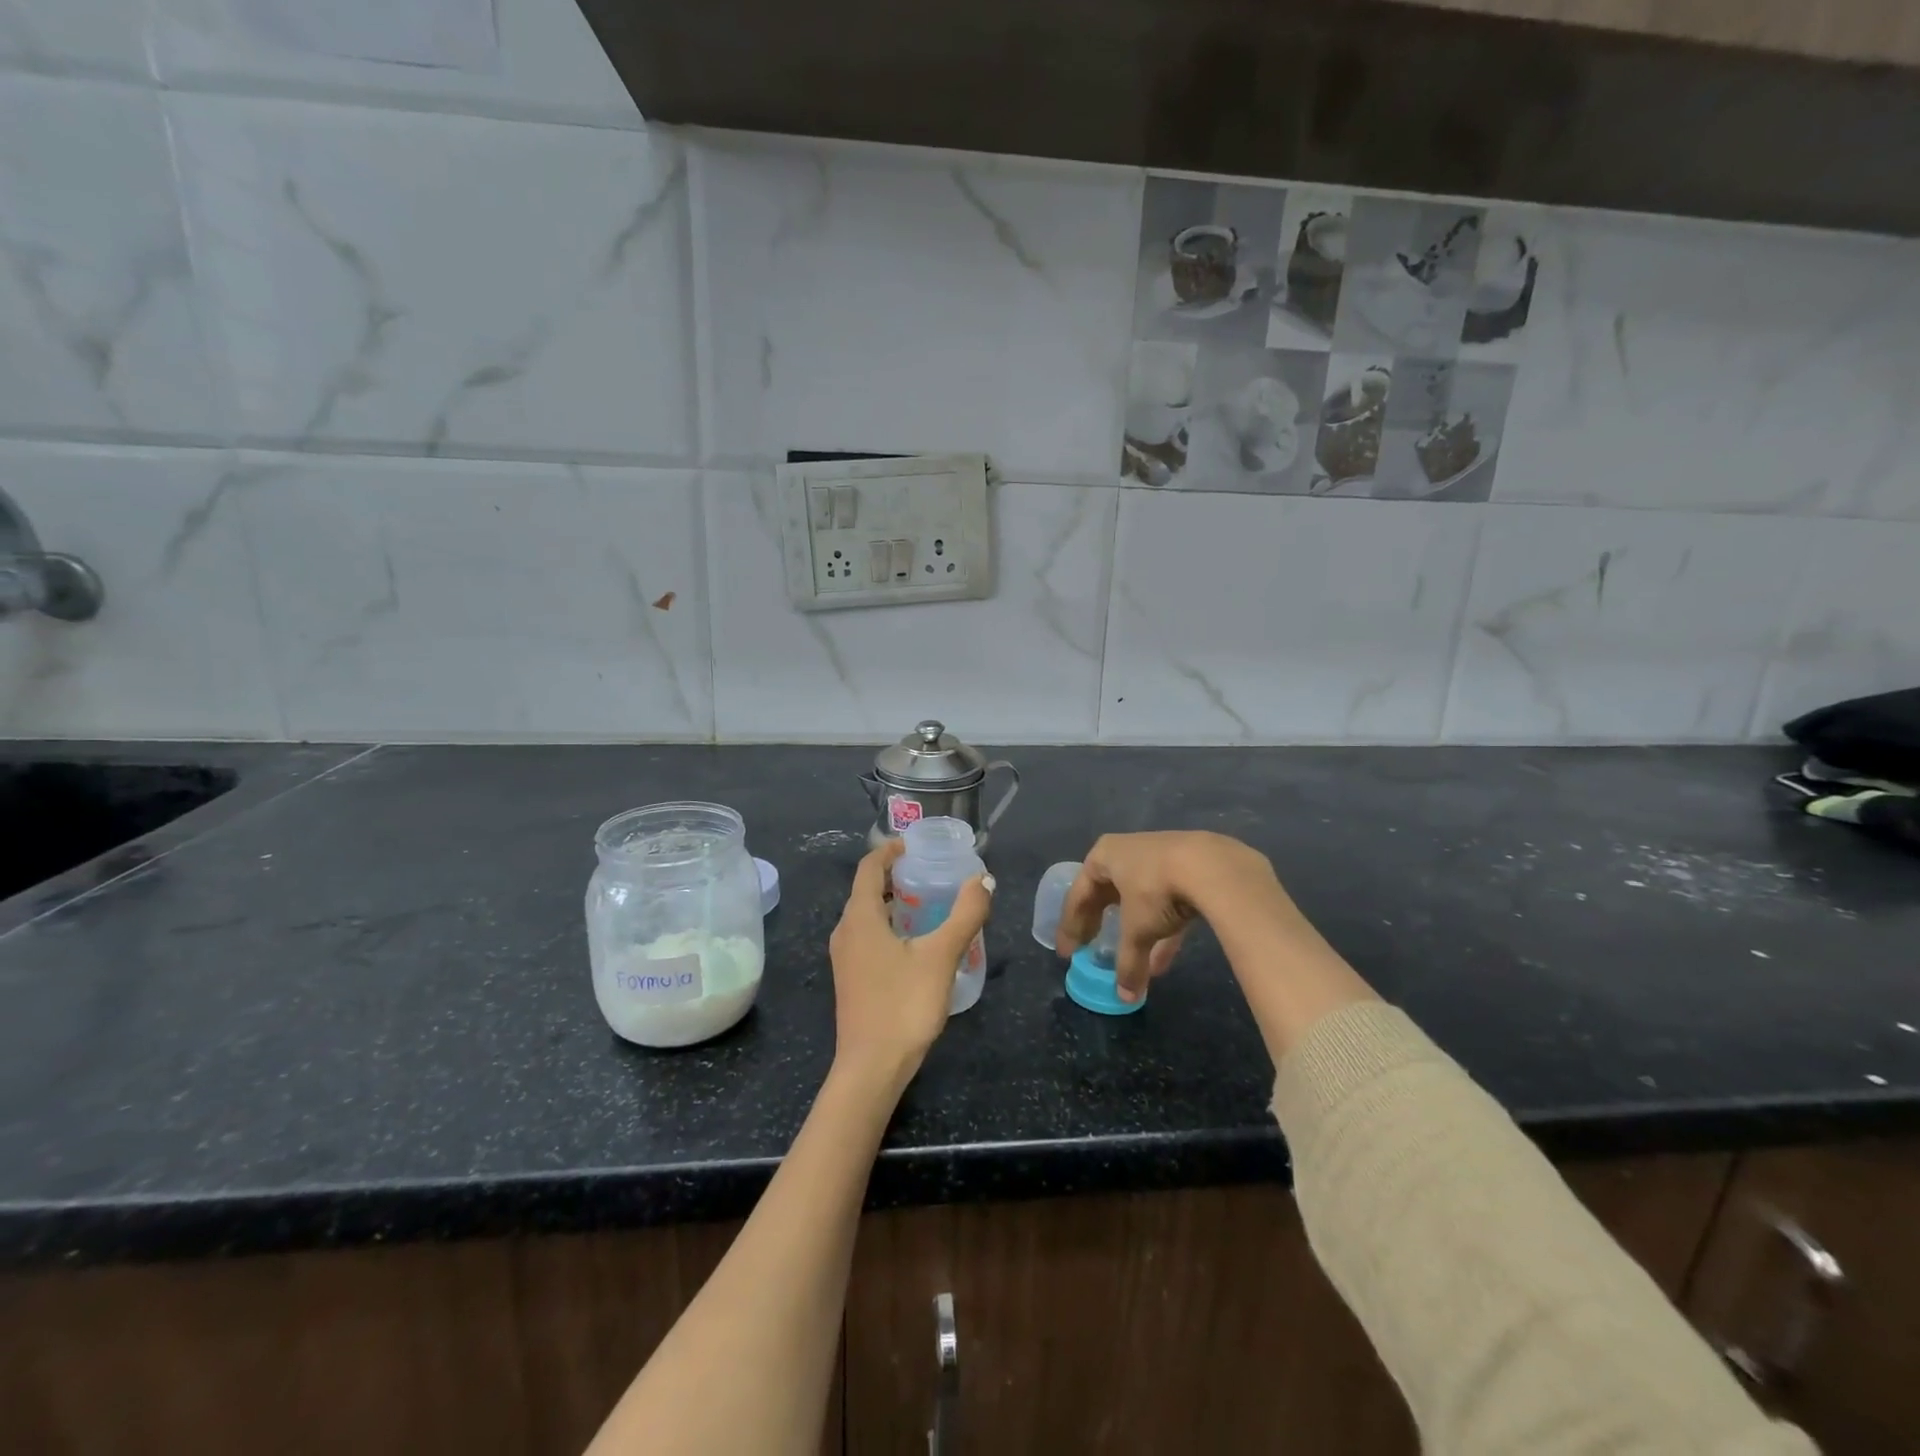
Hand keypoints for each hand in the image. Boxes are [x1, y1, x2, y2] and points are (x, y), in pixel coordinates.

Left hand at [828, 840, 993, 1087]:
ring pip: (867, 915)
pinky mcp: (851, 978)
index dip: (890, 850)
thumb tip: (984, 879)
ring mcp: (845, 957)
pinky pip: (868, 936)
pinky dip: (890, 925)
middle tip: (932, 871)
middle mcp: (845, 931)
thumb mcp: (941, 956)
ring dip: (894, 902)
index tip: (917, 844)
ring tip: (929, 902)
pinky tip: (917, 941)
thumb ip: (965, 915)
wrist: (871, 1069)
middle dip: (896, 875)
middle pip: (867, 889)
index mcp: (859, 917)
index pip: (869, 867)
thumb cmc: (903, 1005)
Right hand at [1058, 831, 1281, 1003]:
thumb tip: (1125, 997)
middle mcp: (1127, 851)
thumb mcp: (1137, 930)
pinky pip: (1166, 902)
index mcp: (1104, 856)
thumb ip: (1128, 962)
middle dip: (1100, 924)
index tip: (1067, 953)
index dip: (1071, 926)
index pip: (1079, 895)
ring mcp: (1159, 857)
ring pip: (1138, 900)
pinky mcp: (1188, 868)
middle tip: (1090, 949)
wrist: (1213, 866)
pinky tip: (1163, 961)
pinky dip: (1162, 930)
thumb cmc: (1156, 890)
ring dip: (1134, 932)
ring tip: (1133, 963)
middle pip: (1106, 893)